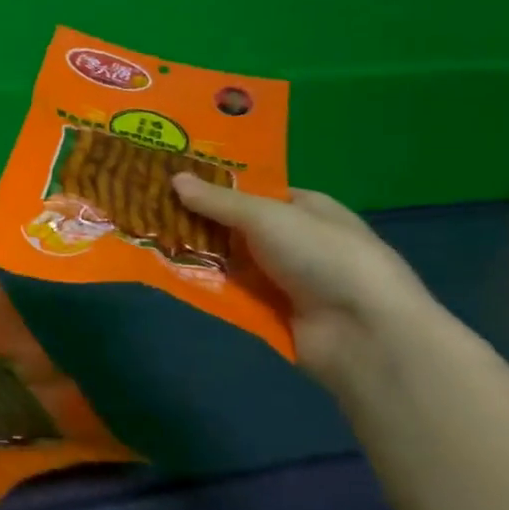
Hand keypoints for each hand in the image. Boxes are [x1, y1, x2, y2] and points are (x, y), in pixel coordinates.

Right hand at [171, 173, 436, 384]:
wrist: (362, 332)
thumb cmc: (322, 256)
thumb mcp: (267, 217)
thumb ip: (218, 201)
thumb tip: (175, 178)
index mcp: (306, 208)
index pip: (255, 192)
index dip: (216, 186)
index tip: (172, 181)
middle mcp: (295, 241)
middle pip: (236, 228)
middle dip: (197, 222)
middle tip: (148, 211)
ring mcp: (282, 279)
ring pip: (228, 262)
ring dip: (195, 255)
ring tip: (146, 242)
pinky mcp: (269, 313)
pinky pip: (228, 294)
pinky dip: (202, 287)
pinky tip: (166, 277)